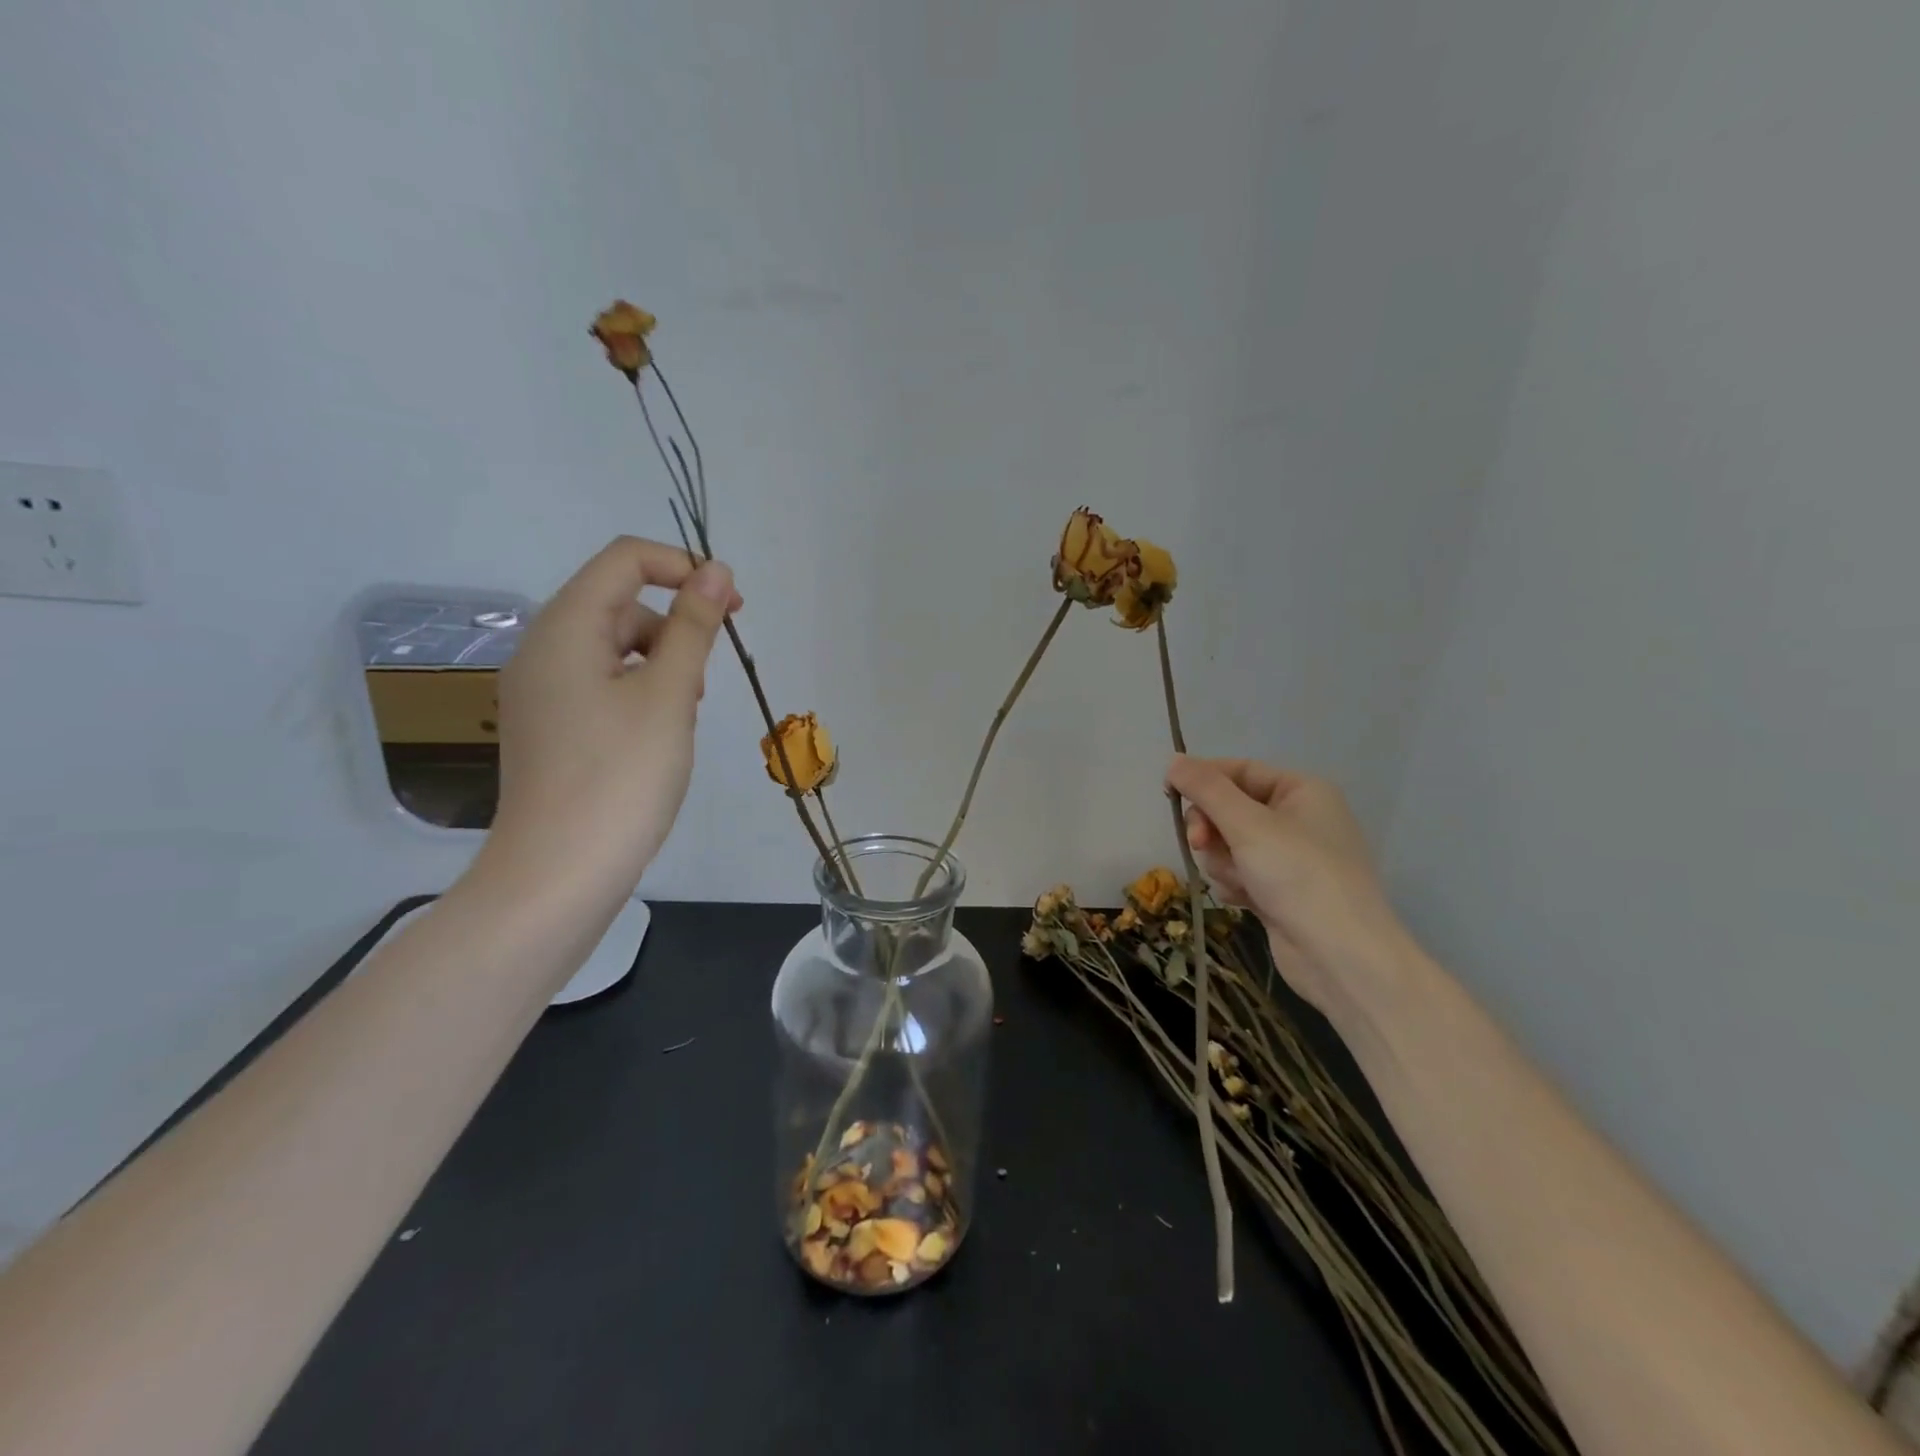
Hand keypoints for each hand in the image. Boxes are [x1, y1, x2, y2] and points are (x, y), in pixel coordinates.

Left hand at [481, 536, 741, 908]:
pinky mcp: (550, 728)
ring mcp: (540, 692)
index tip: (731, 608)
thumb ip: (694, 626)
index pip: (625, 560)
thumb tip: (715, 570)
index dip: (683, 568)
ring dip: (661, 665)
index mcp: (563, 628)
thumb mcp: (669, 694)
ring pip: (614, 648)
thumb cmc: (621, 776)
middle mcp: (542, 649)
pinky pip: (601, 685)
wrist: (559, 874)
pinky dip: (639, 694)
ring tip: (683, 718)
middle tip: (704, 686)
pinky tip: (658, 738)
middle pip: (620, 604)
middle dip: (675, 629)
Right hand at [1167, 755, 1411, 1016]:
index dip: (1203, 779)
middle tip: (1201, 844)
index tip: (1168, 794)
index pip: (1239, 770)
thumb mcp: (1247, 824)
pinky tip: (1245, 901)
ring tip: (1240, 882)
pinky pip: (1239, 873)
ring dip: (1223, 861)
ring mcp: (1289, 857)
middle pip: (1229, 808)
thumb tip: (1173, 760)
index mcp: (1302, 791)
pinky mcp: (1279, 890)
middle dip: (1212, 829)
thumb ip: (1206, 789)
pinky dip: (1235, 884)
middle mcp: (1298, 819)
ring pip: (1228, 844)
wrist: (1342, 957)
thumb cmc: (1299, 876)